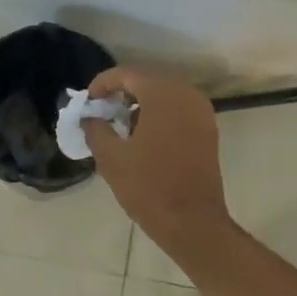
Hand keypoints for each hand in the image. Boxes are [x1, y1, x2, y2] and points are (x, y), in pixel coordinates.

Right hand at [81, 68, 232, 256]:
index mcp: (163, 94)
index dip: (103, 83)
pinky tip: (144, 136)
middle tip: (102, 110)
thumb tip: (90, 117)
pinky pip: (179, 109)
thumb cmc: (148, 187)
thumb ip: (96, 129)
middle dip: (123, 91)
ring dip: (142, 103)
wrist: (192, 221)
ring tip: (121, 124)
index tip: (88, 101)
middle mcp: (186, 94)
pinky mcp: (208, 129)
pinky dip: (159, 114)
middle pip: (148, 79)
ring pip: (166, 94)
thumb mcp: (111, 158)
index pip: (127, 74)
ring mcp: (202, 111)